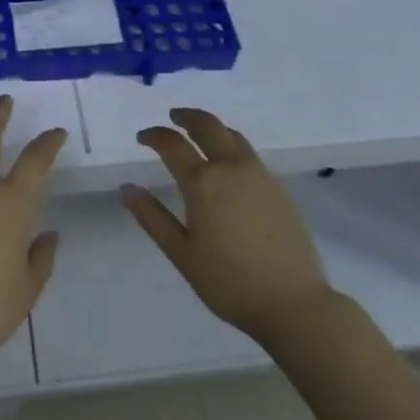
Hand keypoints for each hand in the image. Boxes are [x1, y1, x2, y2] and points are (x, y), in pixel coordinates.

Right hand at [122, 108, 333, 343]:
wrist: (293, 301)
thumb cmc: (228, 281)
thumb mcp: (182, 253)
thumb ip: (152, 217)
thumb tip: (127, 188)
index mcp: (204, 183)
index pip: (173, 145)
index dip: (155, 135)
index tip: (142, 137)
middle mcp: (232, 169)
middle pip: (208, 126)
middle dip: (187, 117)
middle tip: (172, 118)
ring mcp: (260, 175)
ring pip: (233, 136)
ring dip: (212, 128)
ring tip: (198, 134)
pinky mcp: (278, 188)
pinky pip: (249, 154)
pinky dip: (231, 145)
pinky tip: (226, 164)